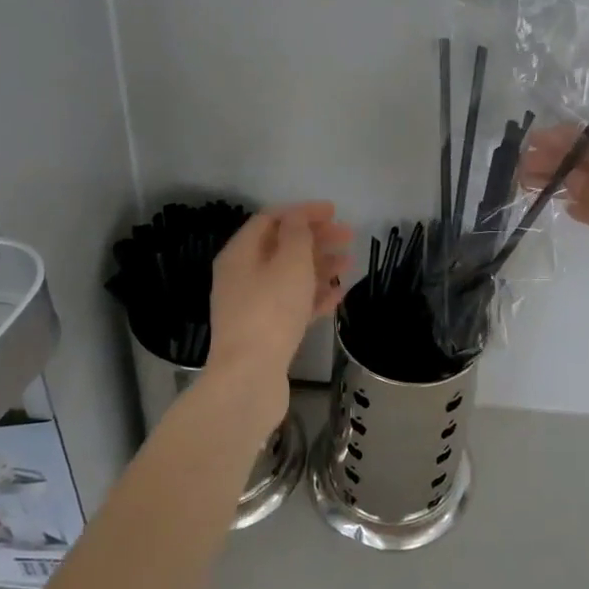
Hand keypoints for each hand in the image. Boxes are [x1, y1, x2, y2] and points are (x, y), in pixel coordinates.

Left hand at [208, 204, 352, 427]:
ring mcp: (252, 306)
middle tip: (348, 237)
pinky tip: (337, 297)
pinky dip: (313, 297)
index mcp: (240, 254)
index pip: (270, 219)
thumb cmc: (271, 311)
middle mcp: (241, 276)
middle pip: (281, 247)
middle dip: (316, 239)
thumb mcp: (290, 263)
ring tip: (348, 265)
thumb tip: (297, 217)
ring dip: (319, 267)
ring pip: (289, 277)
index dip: (303, 212)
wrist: (249, 377)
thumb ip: (297, 234)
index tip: (334, 212)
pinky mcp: (265, 332)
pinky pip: (291, 305)